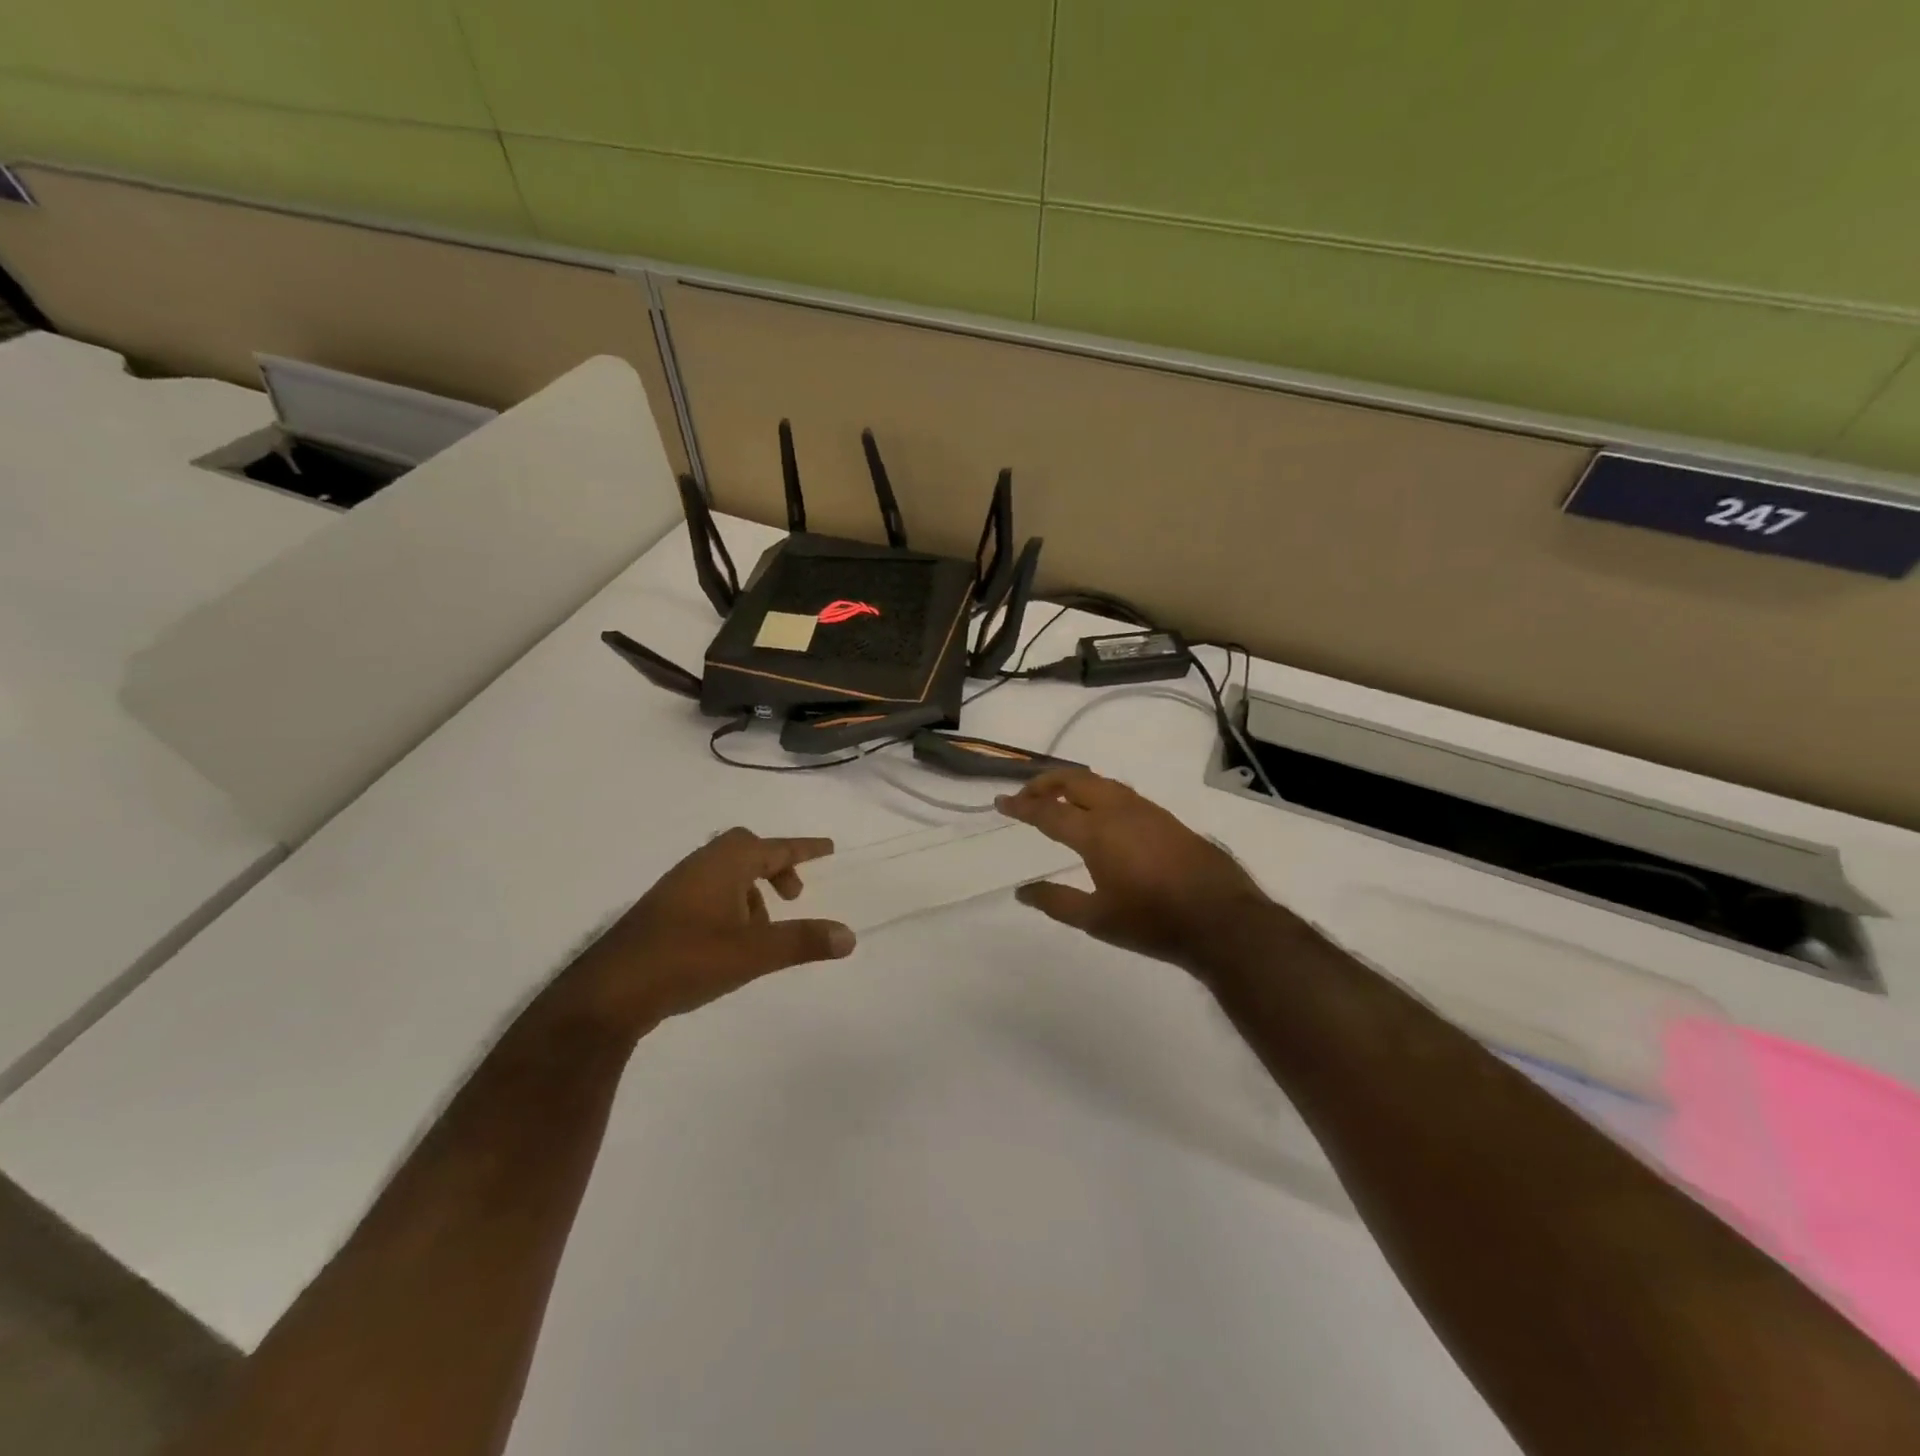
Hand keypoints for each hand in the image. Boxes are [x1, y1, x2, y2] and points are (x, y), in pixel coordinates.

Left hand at [572, 828, 854, 1029]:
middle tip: (793, 896)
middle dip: (775, 868)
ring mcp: (677, 889)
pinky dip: (731, 906)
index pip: (775, 847)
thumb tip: (849, 935)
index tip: (828, 847)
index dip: (804, 848)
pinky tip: (731, 944)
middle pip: (746, 850)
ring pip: (726, 874)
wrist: (609, 992)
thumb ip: (803, 941)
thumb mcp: (754, 953)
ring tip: (764, 931)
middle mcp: (700, 867)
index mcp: (724, 865)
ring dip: (752, 892)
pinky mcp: (662, 914)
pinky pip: (709, 894)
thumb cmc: (686, 960)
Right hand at [996, 769, 1268, 969]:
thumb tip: (1022, 891)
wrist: (1221, 919)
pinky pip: (1121, 794)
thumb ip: (1056, 902)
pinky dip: (1098, 794)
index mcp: (1096, 832)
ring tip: (1059, 799)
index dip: (1021, 806)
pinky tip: (1100, 815)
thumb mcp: (1096, 920)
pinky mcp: (1166, 819)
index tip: (1000, 802)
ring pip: (1101, 783)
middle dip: (1046, 782)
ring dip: (1074, 784)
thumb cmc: (1152, 921)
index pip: (1048, 811)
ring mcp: (1147, 811)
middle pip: (1075, 780)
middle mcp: (1119, 811)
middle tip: (1026, 796)